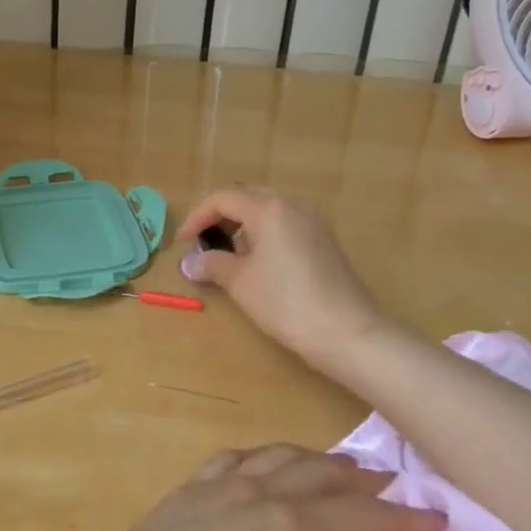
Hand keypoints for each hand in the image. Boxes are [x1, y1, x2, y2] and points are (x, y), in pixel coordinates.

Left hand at [38, 444, 444, 530]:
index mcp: (286, 529)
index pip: (356, 516)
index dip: (399, 517)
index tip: (435, 518)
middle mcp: (259, 491)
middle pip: (321, 474)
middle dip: (362, 479)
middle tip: (394, 483)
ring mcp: (221, 483)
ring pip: (282, 456)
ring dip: (317, 460)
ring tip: (339, 468)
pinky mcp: (191, 487)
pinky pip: (241, 456)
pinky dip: (268, 456)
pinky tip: (266, 463)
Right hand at [178, 188, 389, 367]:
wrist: (347, 332)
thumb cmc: (286, 302)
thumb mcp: (240, 283)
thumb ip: (212, 265)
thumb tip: (191, 262)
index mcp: (269, 208)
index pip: (222, 199)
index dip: (197, 218)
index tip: (183, 243)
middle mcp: (293, 205)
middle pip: (247, 199)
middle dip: (222, 218)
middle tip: (205, 244)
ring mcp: (314, 221)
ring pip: (269, 211)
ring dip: (245, 227)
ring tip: (232, 258)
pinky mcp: (325, 240)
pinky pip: (287, 225)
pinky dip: (267, 235)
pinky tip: (263, 264)